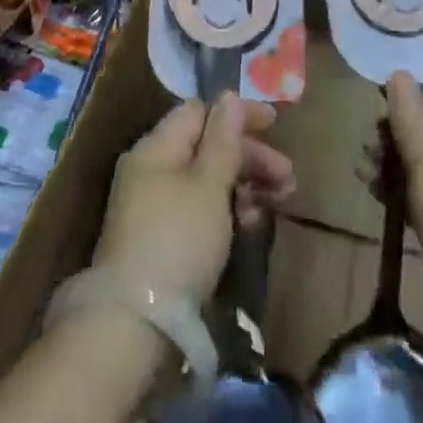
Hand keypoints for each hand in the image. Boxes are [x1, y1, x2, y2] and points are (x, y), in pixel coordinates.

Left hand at [93, 94, 294, 304]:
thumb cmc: (177, 241)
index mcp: (157, 147)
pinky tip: (250, 224)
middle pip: (207, 146)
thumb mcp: (208, 185)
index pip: (200, 112)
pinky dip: (227, 210)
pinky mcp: (161, 240)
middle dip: (250, 156)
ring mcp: (154, 206)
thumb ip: (223, 139)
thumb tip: (229, 96)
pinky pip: (200, 209)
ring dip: (245, 184)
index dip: (238, 114)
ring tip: (278, 201)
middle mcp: (152, 169)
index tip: (275, 124)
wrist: (133, 326)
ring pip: (207, 180)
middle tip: (288, 177)